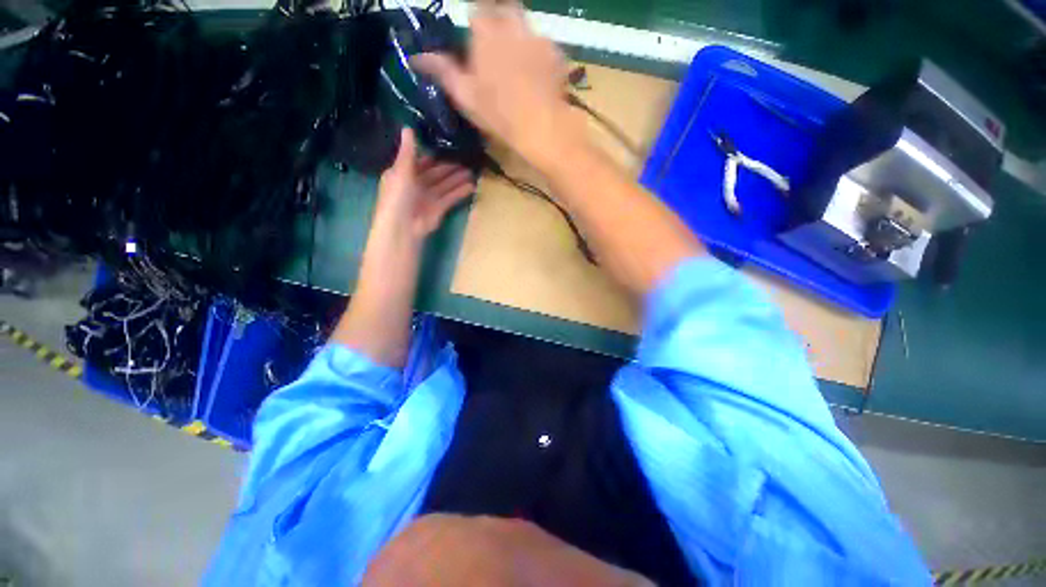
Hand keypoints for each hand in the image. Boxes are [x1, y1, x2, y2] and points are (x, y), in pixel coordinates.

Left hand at [373, 128, 474, 243]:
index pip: (421, 161)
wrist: (404, 227)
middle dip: (450, 167)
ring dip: (458, 178)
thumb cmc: (398, 196)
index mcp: (404, 173)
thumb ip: (408, 151)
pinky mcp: (439, 208)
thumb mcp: (401, 171)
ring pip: (446, 185)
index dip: (434, 155)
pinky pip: (451, 197)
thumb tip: (408, 127)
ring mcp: (429, 197)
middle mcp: (417, 184)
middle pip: (436, 173)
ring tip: (473, 170)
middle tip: (467, 158)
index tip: (449, 145)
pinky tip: (472, 186)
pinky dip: (460, 192)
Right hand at [412, 0, 585, 172]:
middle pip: (505, 8)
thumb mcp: (465, 96)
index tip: (477, 35)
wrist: (540, 125)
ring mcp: (537, 37)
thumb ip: (443, 72)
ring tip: (520, 63)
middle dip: (500, 19)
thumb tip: (416, 58)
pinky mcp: (556, 53)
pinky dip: (539, 55)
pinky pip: (545, 45)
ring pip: (526, 25)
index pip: (477, 9)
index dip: (477, 20)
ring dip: (520, 37)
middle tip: (499, 44)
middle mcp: (512, 25)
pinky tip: (538, 75)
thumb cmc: (498, 113)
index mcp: (486, 33)